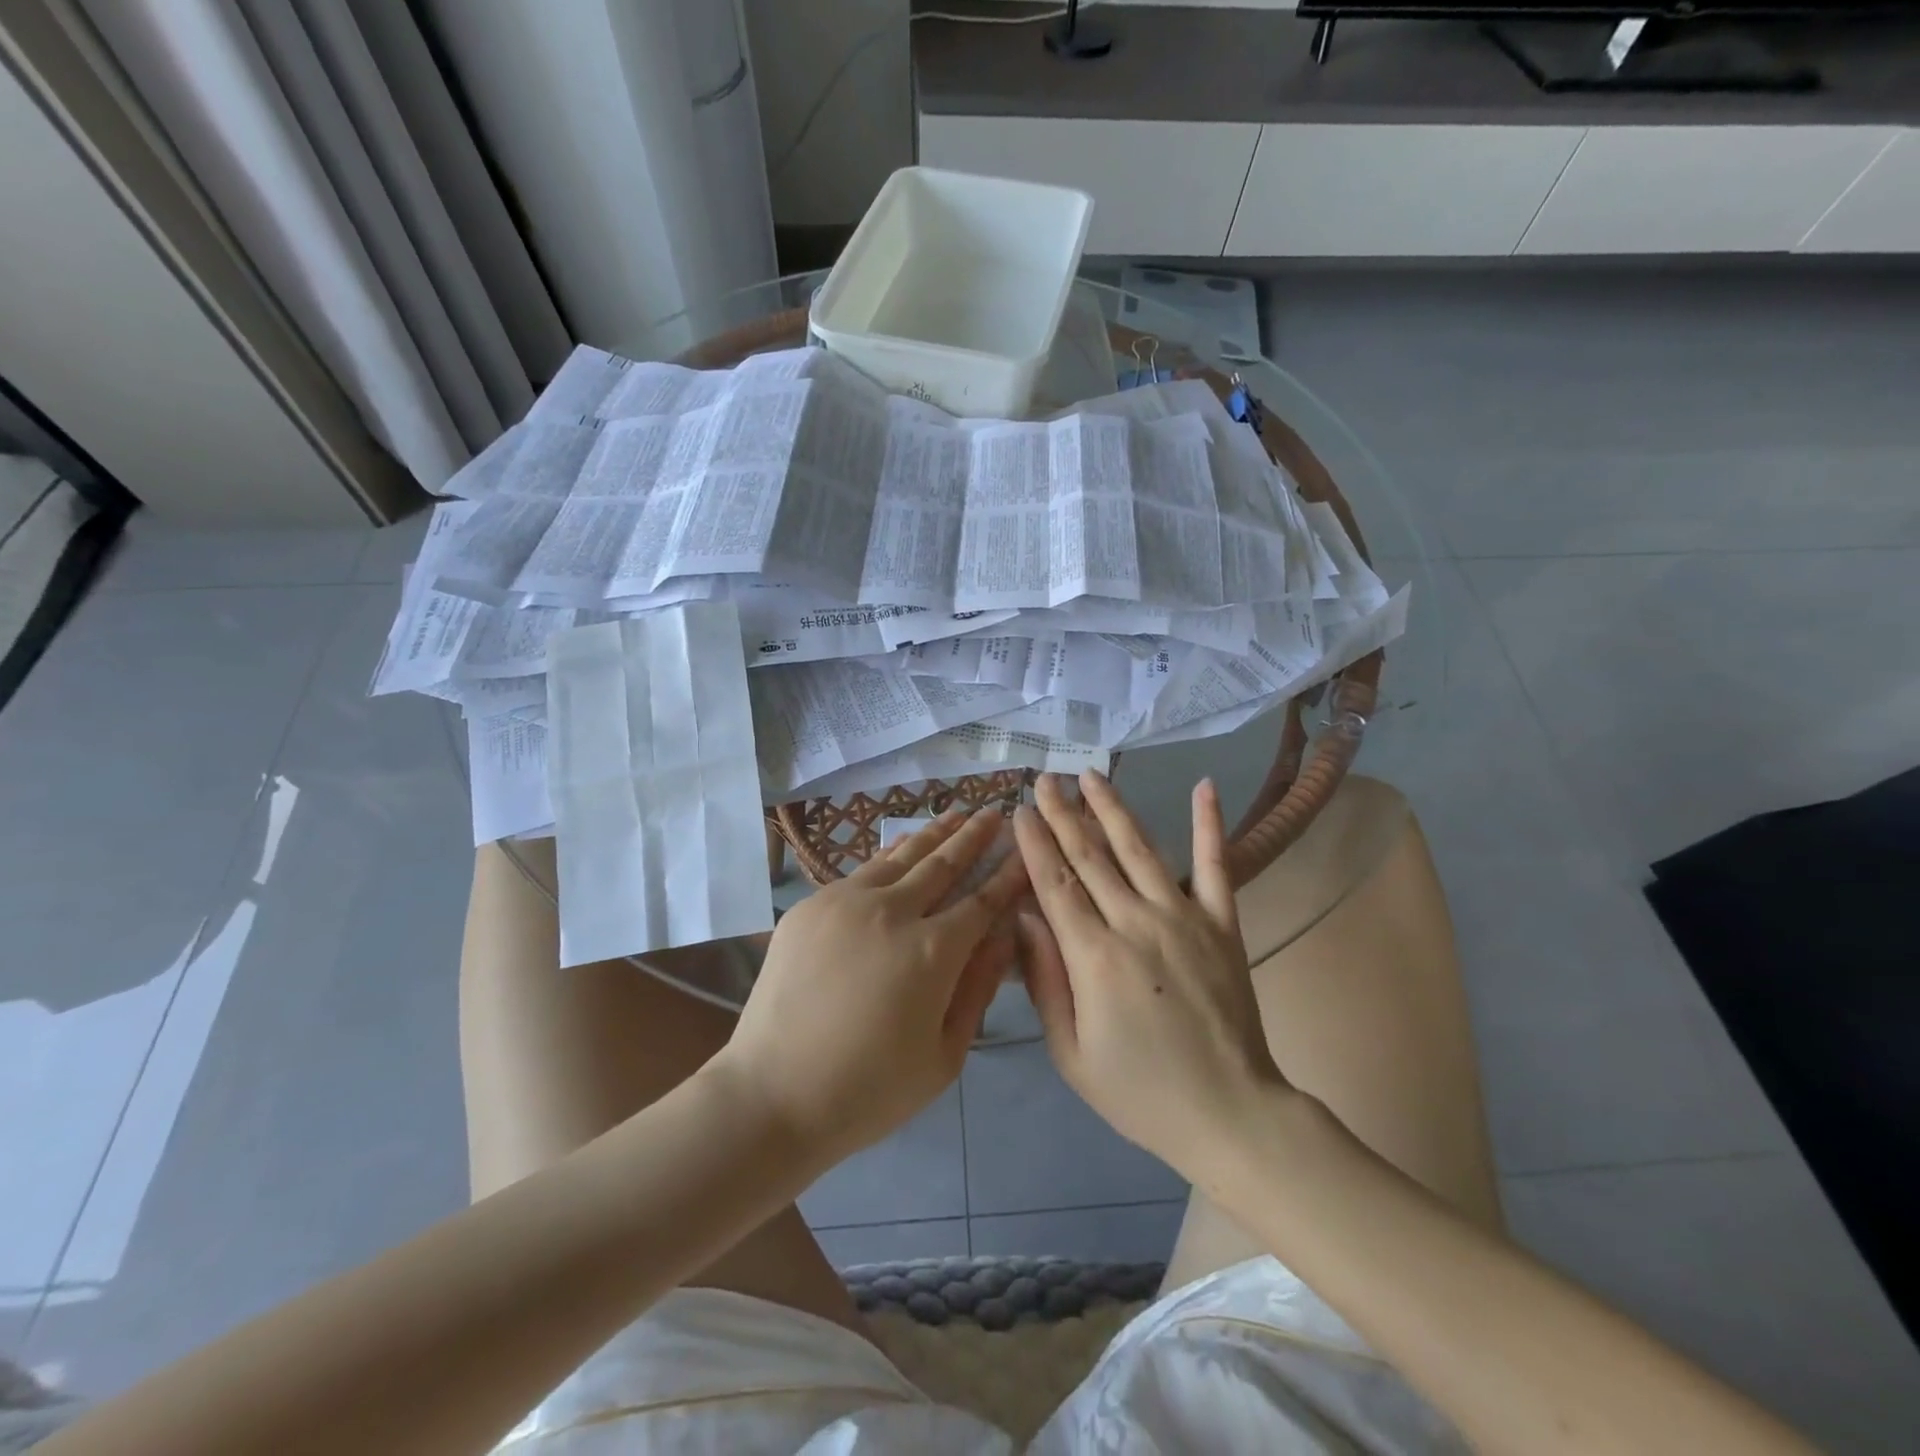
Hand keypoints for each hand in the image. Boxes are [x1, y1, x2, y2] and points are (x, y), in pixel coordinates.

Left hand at [716, 808, 1025, 1165]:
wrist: (772, 1095)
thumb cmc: (868, 1090)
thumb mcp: (944, 1057)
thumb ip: (978, 988)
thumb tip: (1004, 936)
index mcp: (932, 951)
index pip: (982, 900)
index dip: (1007, 875)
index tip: (1024, 850)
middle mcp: (892, 911)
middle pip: (943, 863)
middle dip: (974, 836)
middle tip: (995, 812)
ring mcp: (846, 901)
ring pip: (901, 856)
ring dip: (934, 833)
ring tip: (957, 813)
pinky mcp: (811, 905)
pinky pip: (862, 870)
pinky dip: (891, 853)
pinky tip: (903, 843)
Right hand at [1012, 771, 1289, 1178]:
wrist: (1230, 1113)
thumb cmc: (1140, 1091)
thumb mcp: (1071, 1053)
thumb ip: (1045, 981)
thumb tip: (1022, 918)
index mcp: (1094, 957)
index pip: (1054, 884)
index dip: (1034, 844)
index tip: (1020, 810)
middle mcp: (1136, 923)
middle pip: (1090, 856)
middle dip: (1062, 814)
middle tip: (1044, 779)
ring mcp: (1184, 917)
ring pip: (1139, 848)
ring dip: (1111, 808)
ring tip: (1090, 775)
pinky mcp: (1222, 922)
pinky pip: (1215, 865)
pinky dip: (1209, 824)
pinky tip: (1204, 786)